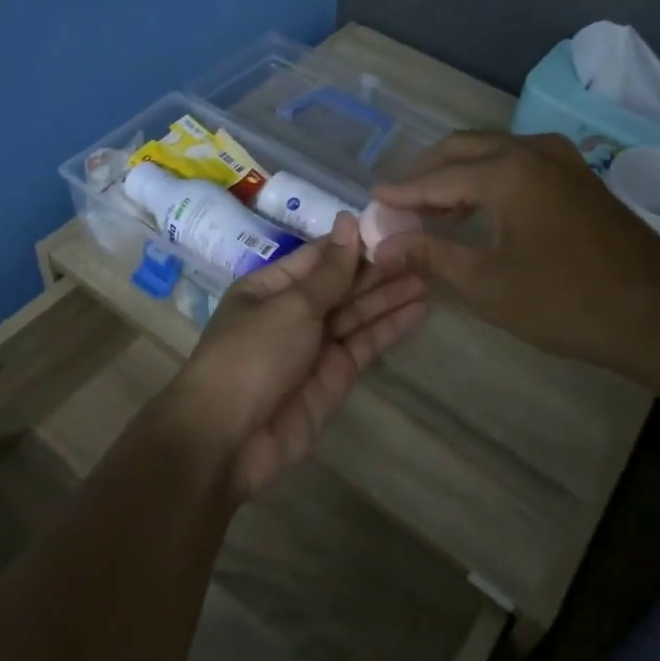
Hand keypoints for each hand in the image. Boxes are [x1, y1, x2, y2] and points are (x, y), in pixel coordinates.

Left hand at [163, 213, 429, 499]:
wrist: (228, 439)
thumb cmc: (252, 356)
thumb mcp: (291, 305)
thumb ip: (330, 271)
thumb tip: (349, 221)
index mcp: (270, 287)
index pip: (320, 257)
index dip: (355, 242)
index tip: (394, 226)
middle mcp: (293, 312)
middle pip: (342, 284)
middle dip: (379, 269)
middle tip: (424, 251)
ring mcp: (315, 345)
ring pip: (358, 313)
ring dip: (391, 295)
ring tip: (431, 274)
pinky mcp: (335, 376)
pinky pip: (365, 343)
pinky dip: (391, 326)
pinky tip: (420, 308)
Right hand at [371, 131, 659, 374]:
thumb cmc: (566, 301)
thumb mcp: (487, 284)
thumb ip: (430, 255)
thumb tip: (382, 246)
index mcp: (506, 170)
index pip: (436, 178)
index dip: (401, 193)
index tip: (371, 202)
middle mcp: (531, 149)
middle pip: (462, 149)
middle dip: (426, 173)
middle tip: (398, 203)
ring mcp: (561, 159)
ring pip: (492, 153)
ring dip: (458, 176)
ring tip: (430, 212)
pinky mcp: (578, 176)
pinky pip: (518, 164)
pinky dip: (489, 180)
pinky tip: (477, 211)